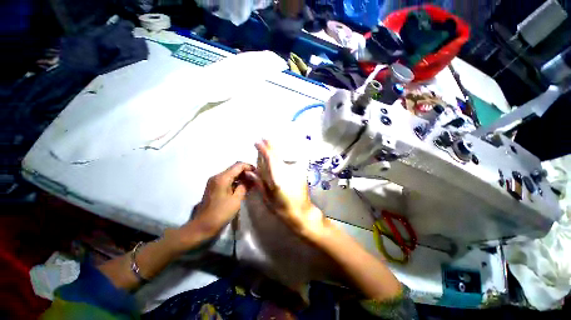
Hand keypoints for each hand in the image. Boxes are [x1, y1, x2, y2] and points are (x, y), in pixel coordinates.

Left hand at [179, 162, 256, 244]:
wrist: (202, 226)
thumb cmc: (220, 213)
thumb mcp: (236, 200)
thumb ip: (244, 186)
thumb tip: (251, 178)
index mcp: (222, 178)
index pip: (238, 165)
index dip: (249, 167)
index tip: (258, 173)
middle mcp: (217, 176)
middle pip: (234, 168)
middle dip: (246, 172)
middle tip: (256, 179)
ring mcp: (214, 181)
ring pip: (231, 174)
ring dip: (241, 177)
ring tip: (251, 183)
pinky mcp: (213, 187)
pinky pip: (227, 180)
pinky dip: (235, 181)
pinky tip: (242, 187)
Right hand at [255, 140, 328, 241]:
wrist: (302, 212)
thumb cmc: (282, 208)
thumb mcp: (267, 199)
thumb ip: (259, 184)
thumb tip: (250, 172)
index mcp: (278, 178)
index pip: (270, 158)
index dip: (263, 149)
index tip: (257, 142)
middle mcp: (288, 171)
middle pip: (278, 154)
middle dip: (270, 145)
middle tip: (264, 139)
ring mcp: (296, 170)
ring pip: (285, 155)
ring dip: (278, 149)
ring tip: (271, 144)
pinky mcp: (302, 172)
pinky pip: (291, 160)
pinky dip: (285, 155)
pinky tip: (282, 154)